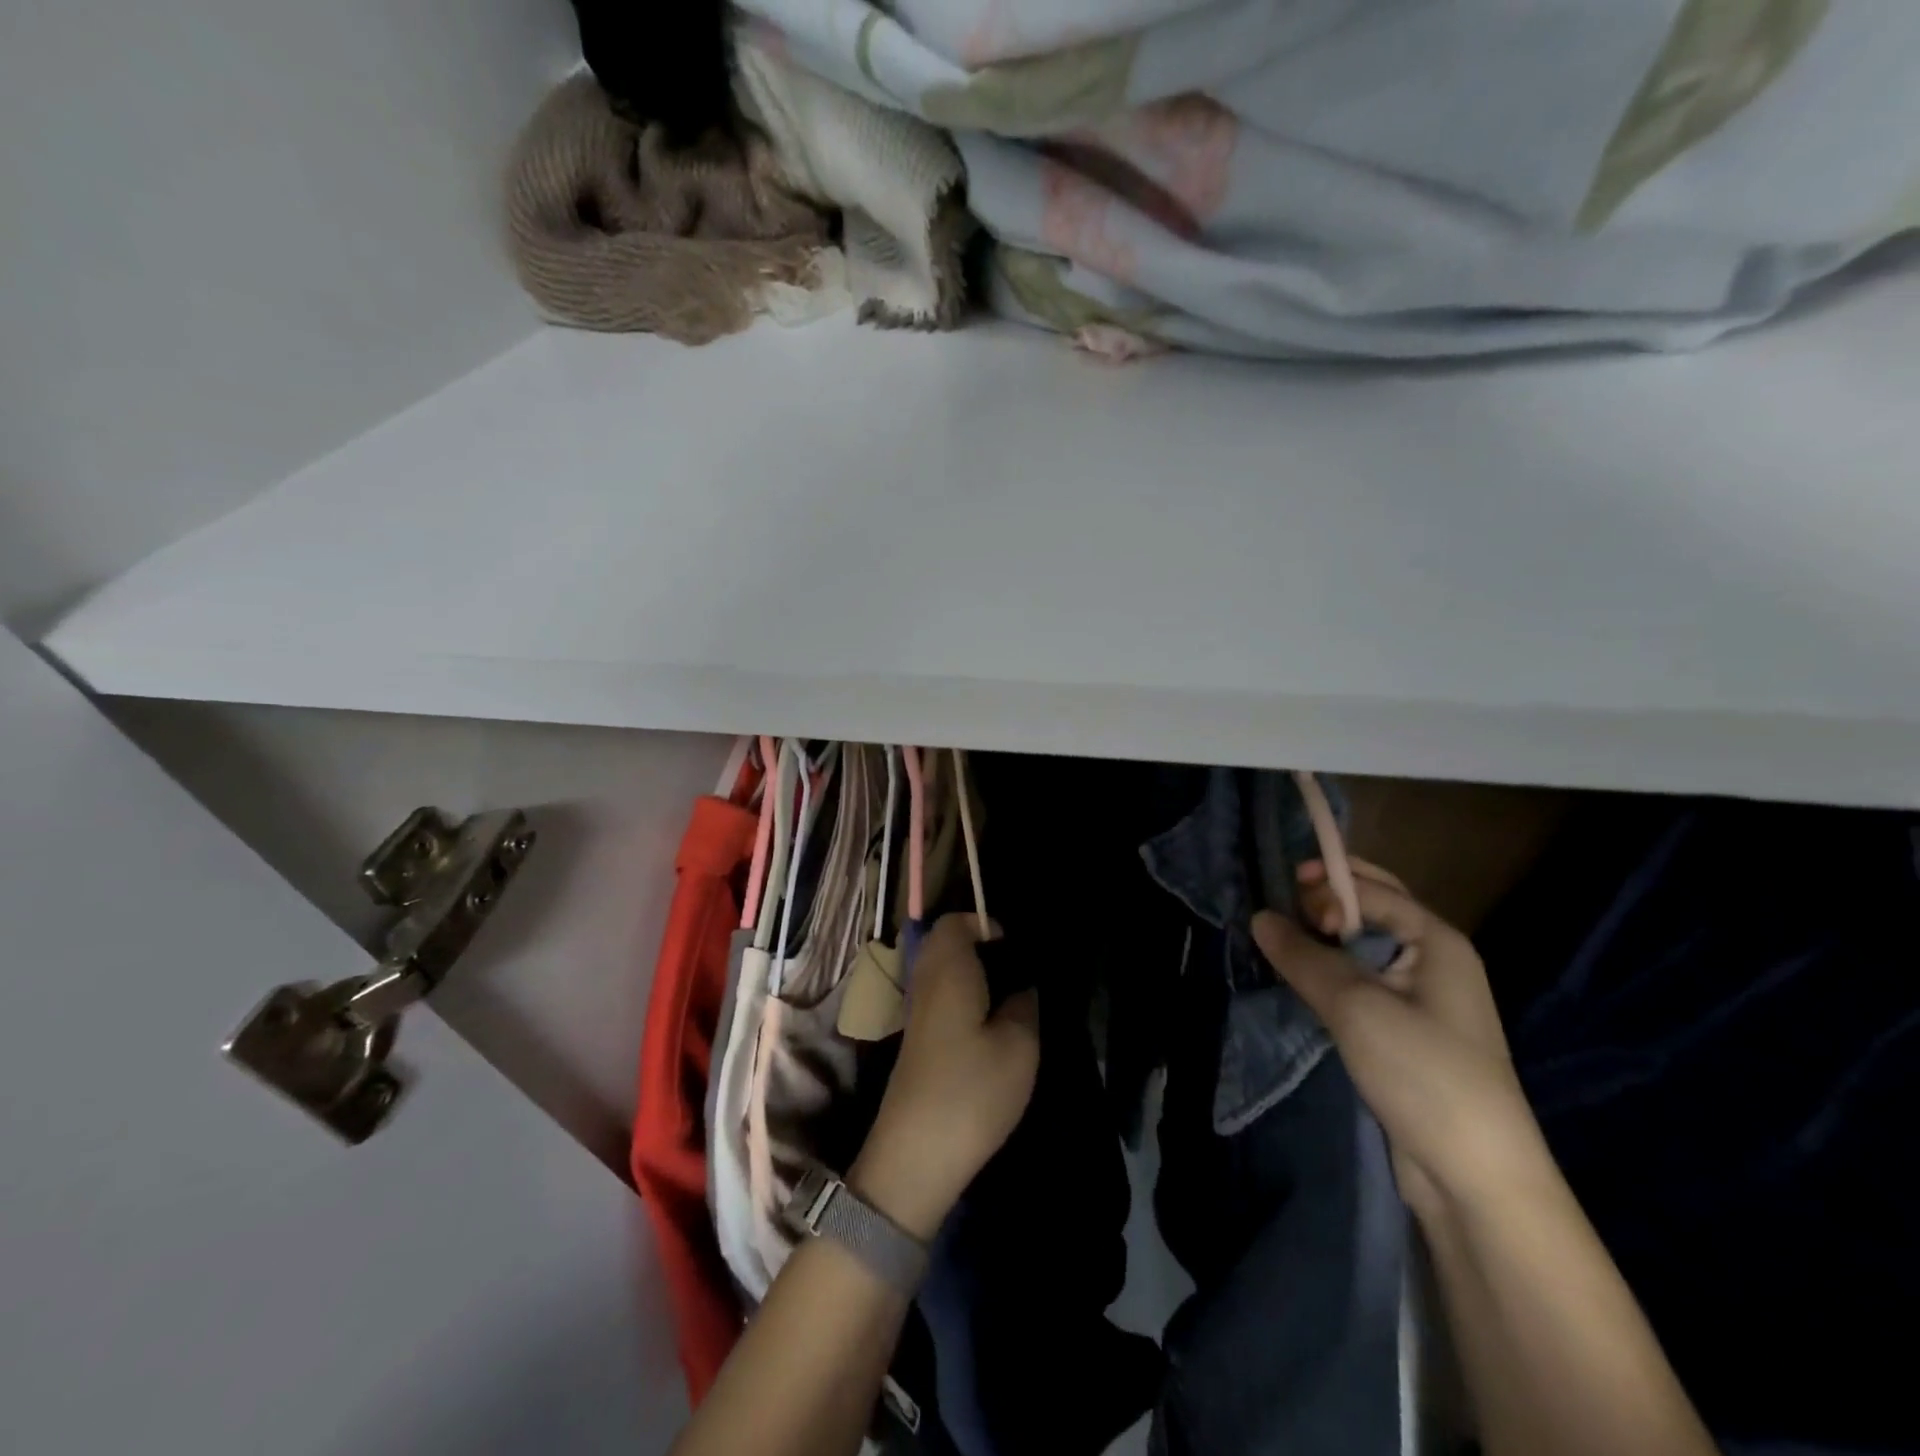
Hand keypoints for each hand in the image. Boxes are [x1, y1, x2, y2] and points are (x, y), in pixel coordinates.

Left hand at [849, 914, 1040, 1239]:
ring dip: (970, 974)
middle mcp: (925, 983)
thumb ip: (1025, 1007)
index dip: (982, 923)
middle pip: (943, 944)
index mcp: (948, 970)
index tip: (1014, 945)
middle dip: (977, 945)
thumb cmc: (971, 1090)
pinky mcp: (916, 1042)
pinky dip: (961, 997)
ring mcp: (916, 1014)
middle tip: (1015, 968)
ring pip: (940, 972)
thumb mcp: (1019, 1047)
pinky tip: (988, 1026)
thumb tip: (1023, 988)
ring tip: (1008, 997)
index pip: (953, 923)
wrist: (915, 1156)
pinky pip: (939, 998)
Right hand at [1252, 863, 1541, 1218]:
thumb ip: (1304, 956)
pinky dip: (1331, 970)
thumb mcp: (1355, 1006)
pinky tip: (1303, 978)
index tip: (1284, 896)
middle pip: (1375, 910)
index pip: (1374, 890)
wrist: (1475, 1178)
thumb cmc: (1423, 1073)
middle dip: (1327, 900)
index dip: (1328, 885)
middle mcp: (1434, 960)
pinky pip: (1362, 981)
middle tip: (1282, 909)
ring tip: (1283, 940)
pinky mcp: (1406, 1031)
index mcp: (1438, 941)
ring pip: (1364, 948)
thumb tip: (1260, 917)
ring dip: (1325, 938)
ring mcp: (1423, 998)